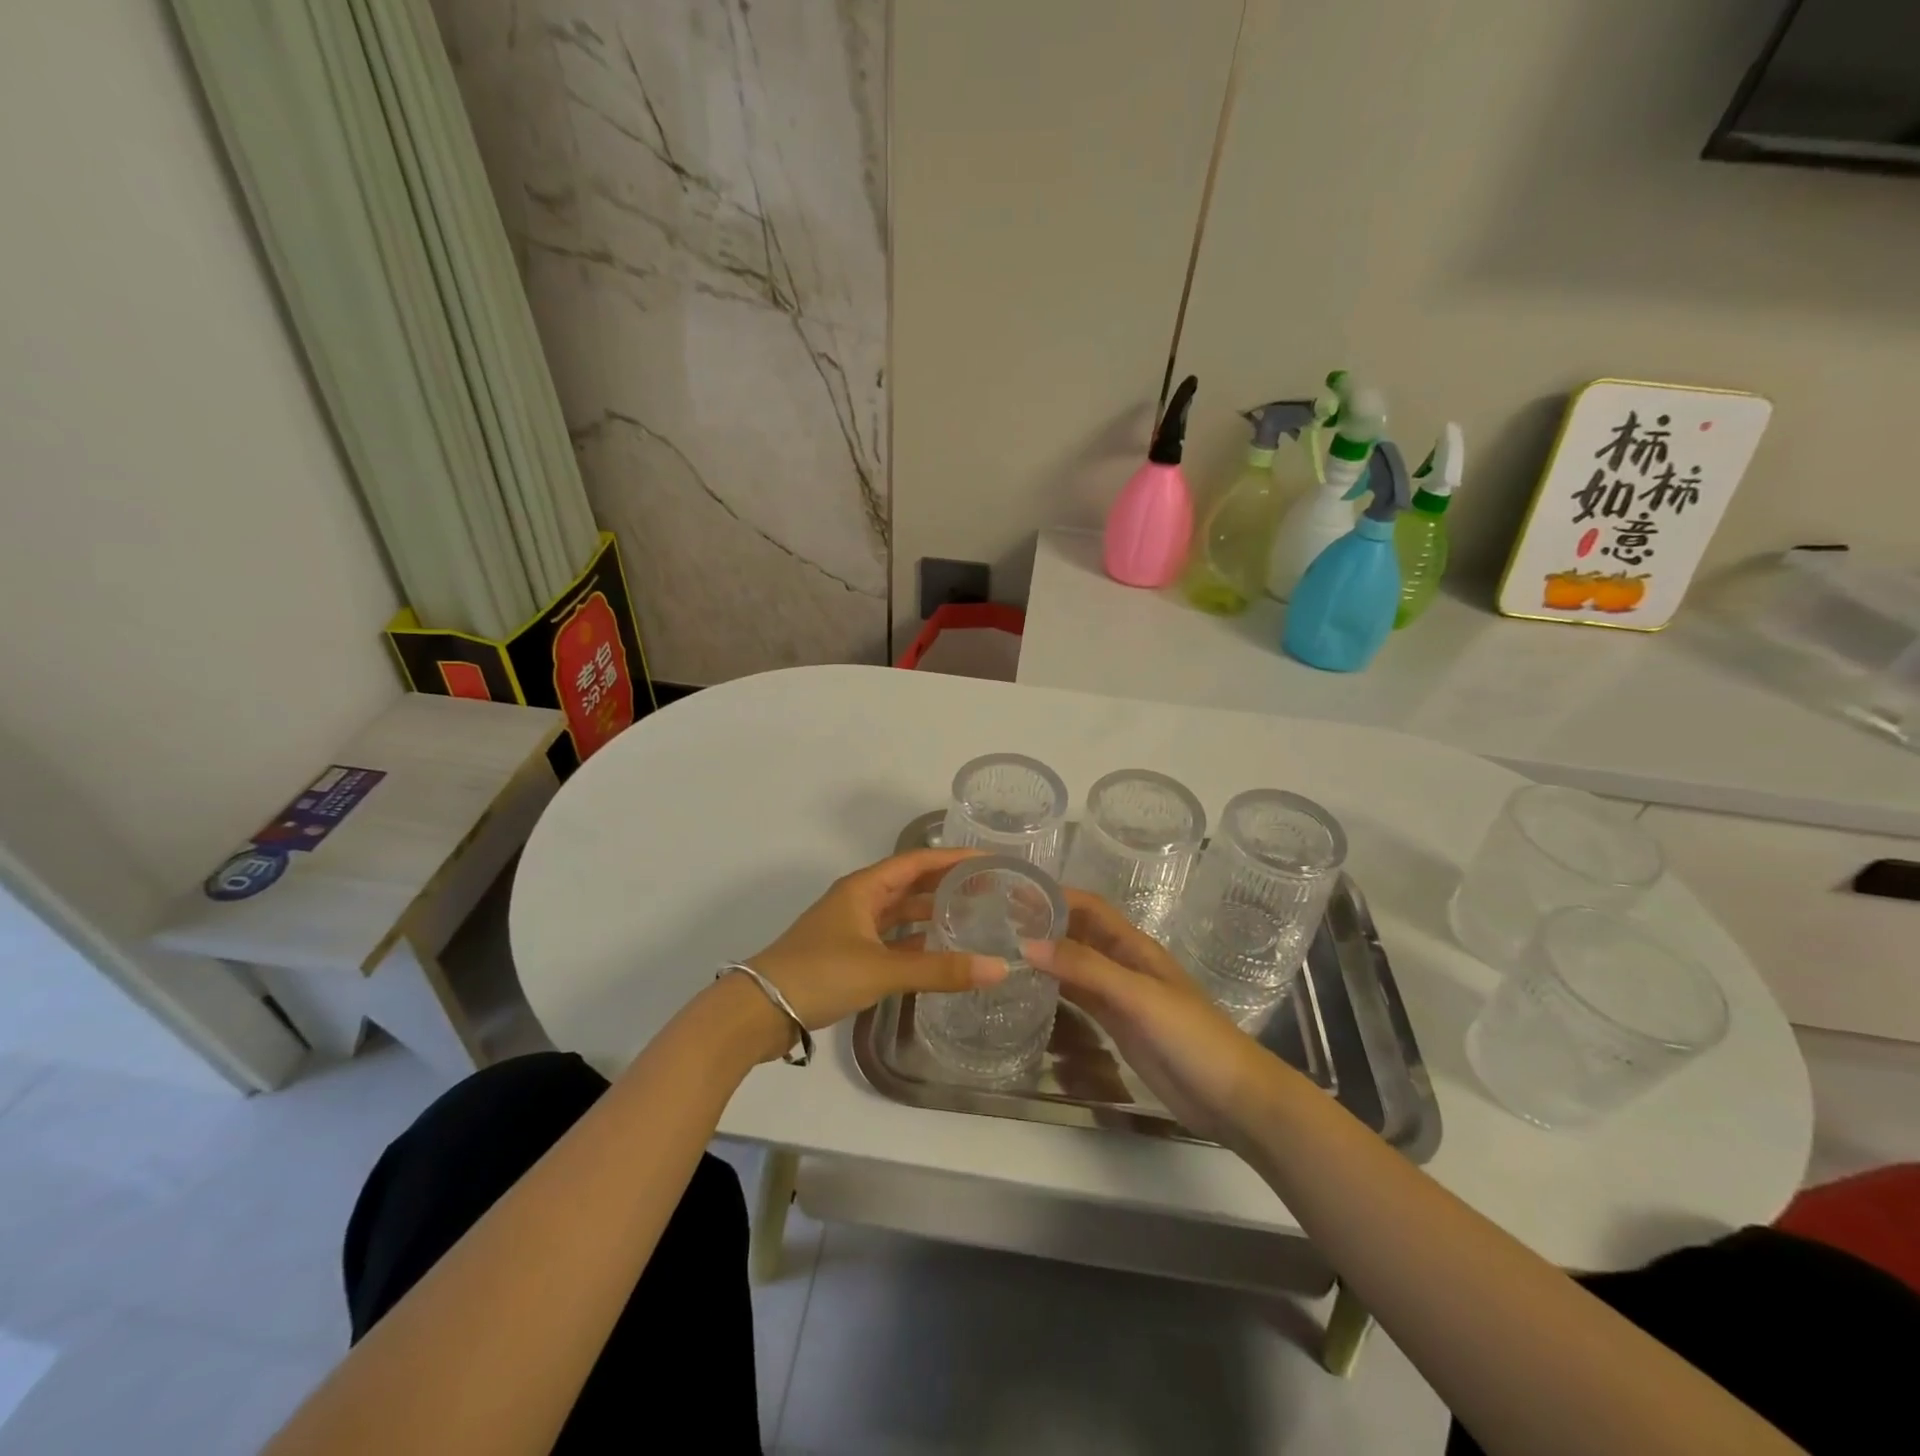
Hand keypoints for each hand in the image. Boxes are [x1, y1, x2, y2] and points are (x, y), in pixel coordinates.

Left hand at [742, 848, 1008, 1053]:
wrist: (758, 1011)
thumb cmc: (820, 974)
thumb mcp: (882, 970)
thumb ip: (939, 970)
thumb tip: (999, 969)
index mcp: (864, 887)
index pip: (917, 861)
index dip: (953, 857)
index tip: (990, 859)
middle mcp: (858, 900)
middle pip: (910, 884)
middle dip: (946, 884)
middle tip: (990, 889)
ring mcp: (851, 928)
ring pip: (900, 912)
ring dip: (931, 913)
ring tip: (972, 917)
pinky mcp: (847, 955)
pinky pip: (890, 939)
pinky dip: (915, 942)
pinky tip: (939, 952)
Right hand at [1026, 891, 1289, 1147]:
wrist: (1232, 1098)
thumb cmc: (1191, 1036)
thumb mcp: (1138, 996)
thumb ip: (1086, 969)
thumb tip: (1027, 943)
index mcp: (1134, 946)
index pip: (1089, 908)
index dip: (1055, 895)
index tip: (1013, 891)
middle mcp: (1124, 964)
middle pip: (1079, 933)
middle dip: (1044, 922)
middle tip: (995, 921)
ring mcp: (1121, 997)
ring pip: (1076, 965)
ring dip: (1046, 954)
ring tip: (1002, 949)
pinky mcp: (1118, 1026)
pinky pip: (1080, 998)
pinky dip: (1056, 989)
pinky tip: (1030, 990)